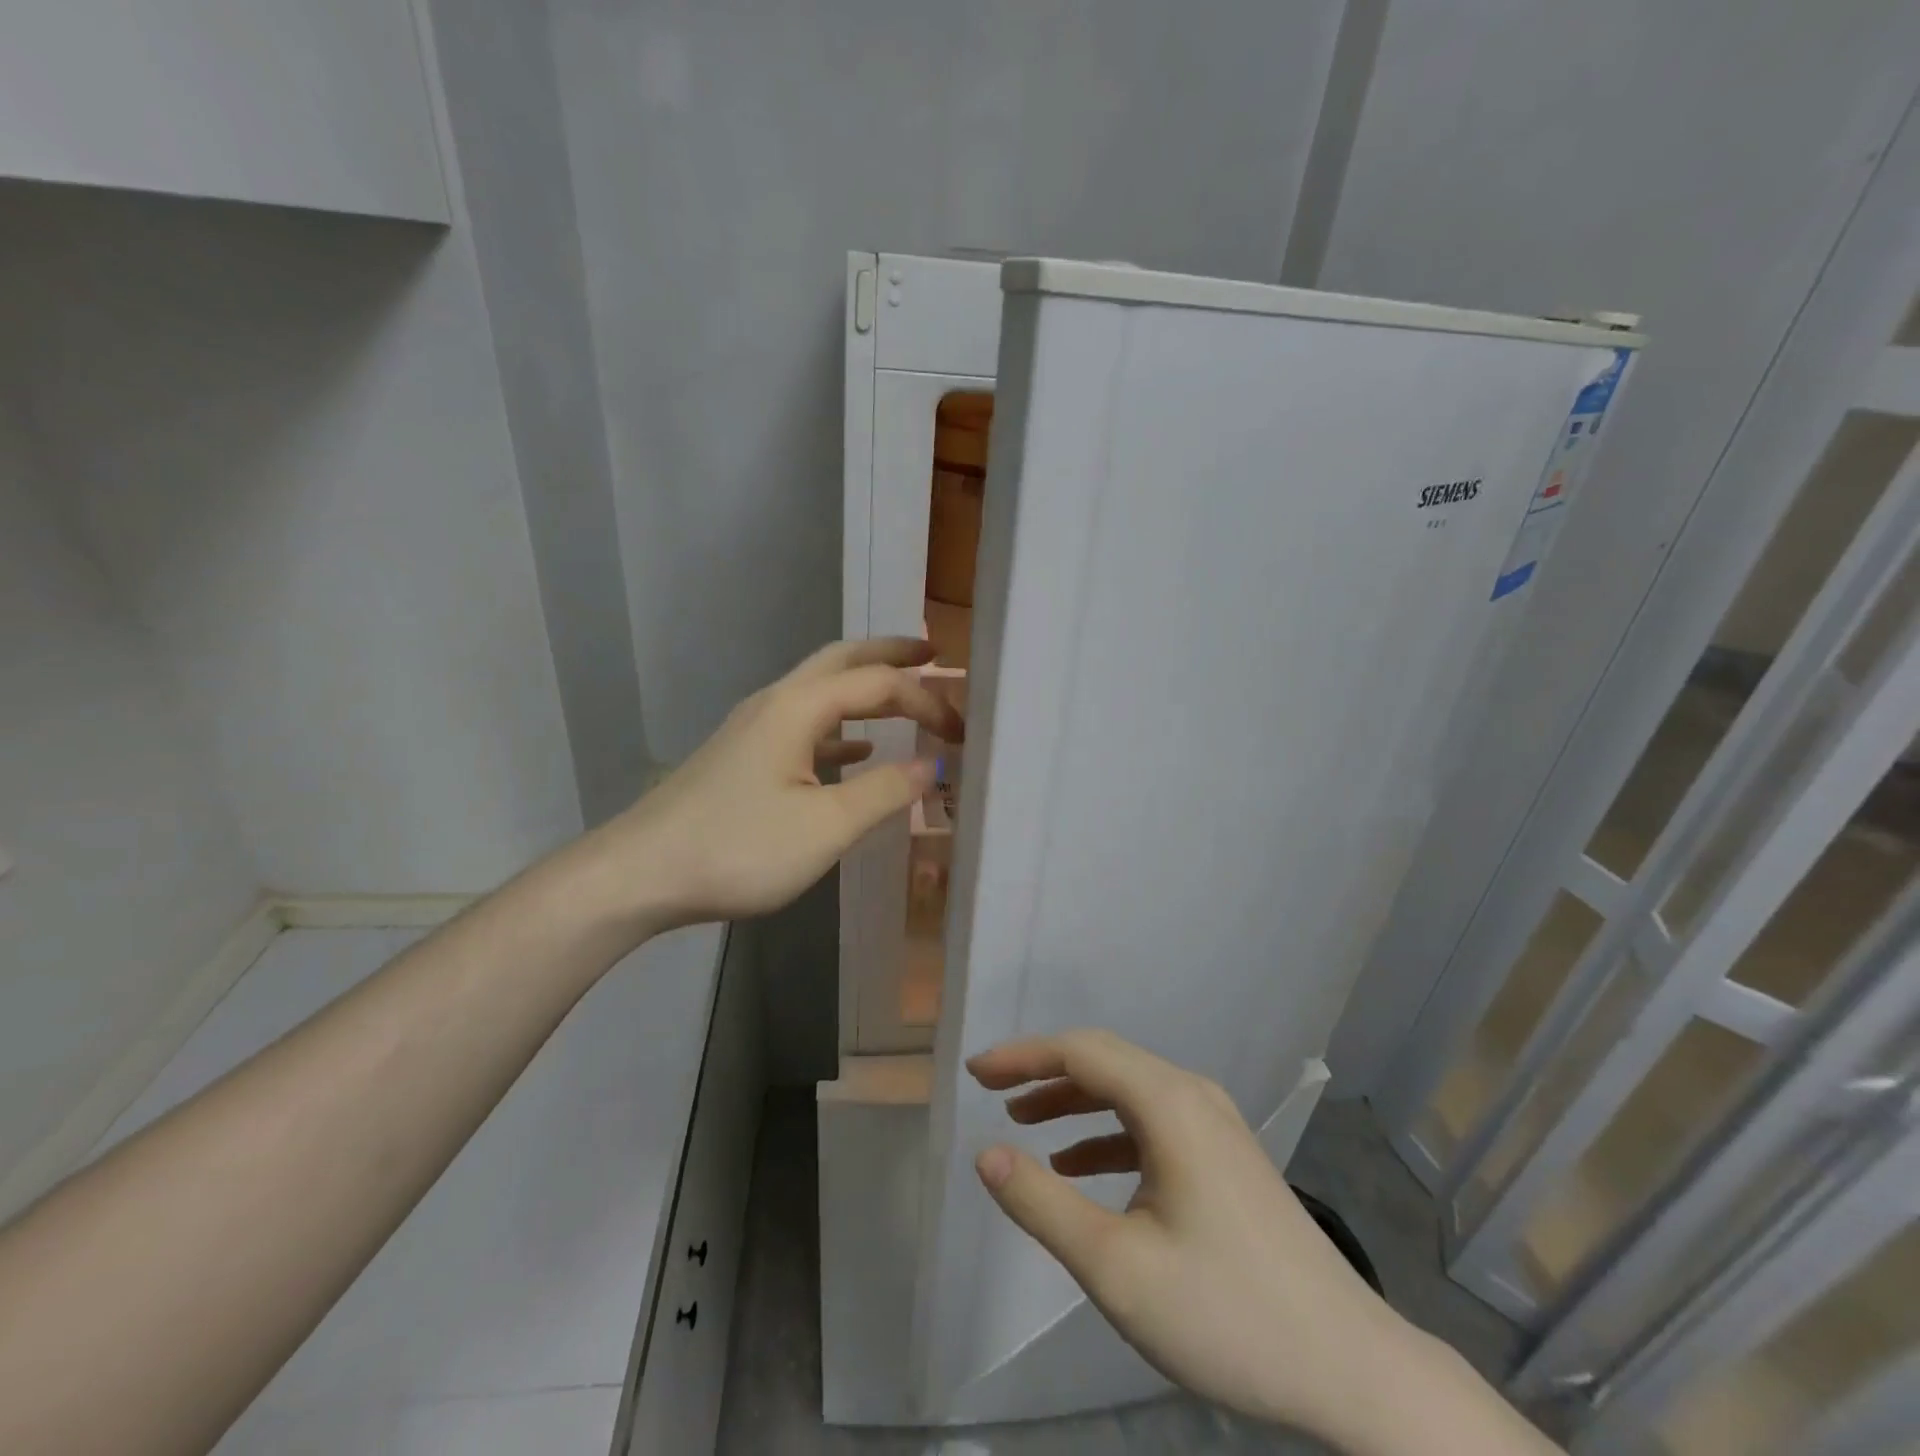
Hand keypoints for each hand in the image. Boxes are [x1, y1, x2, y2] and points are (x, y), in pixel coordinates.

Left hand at [606, 637, 962, 928]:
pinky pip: (805, 726)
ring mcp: (754, 729)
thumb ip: (883, 792)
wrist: (641, 874)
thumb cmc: (739, 848)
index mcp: (798, 708)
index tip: (962, 733)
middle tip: (933, 654)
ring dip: (865, 688)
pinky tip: (858, 750)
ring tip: (904, 694)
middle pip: (841, 661)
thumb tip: (931, 767)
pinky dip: (841, 728)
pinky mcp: (743, 756)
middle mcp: (775, 703)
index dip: (926, 701)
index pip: (878, 684)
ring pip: (821, 692)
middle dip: (890, 655)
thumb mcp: (825, 827)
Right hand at [968, 1031, 1421, 1447]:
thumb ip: (1042, 1204)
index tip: (973, 1072)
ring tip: (1022, 1121)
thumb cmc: (1228, 1314)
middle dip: (1042, 1070)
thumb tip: (986, 1154)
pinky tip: (1078, 1166)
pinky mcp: (1224, 1155)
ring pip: (1127, 1091)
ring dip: (1073, 1101)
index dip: (1021, 1055)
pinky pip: (1151, 1123)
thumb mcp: (1116, 1267)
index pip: (1080, 1052)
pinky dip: (1106, 1134)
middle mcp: (1192, 1095)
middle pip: (1103, 1061)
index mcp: (1168, 1103)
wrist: (1352, 1367)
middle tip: (988, 1088)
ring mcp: (1214, 1123)